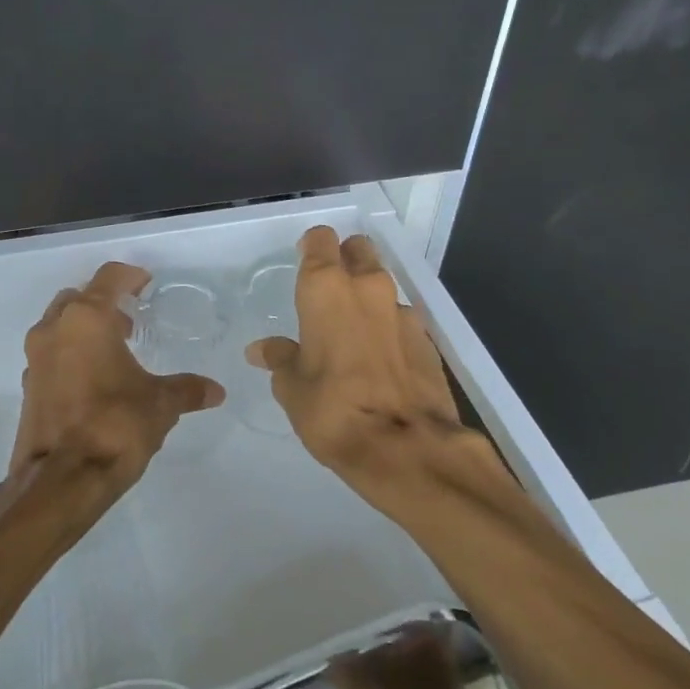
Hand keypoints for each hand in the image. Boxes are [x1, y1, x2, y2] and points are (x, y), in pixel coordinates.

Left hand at [13, 261, 224, 527]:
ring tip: (115, 352)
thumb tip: (216, 391)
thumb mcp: (160, 405)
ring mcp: (35, 358)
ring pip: (59, 325)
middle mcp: (54, 329)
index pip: (108, 278)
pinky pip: (51, 356)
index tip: (146, 284)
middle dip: (103, 303)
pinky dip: (70, 356)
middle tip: (130, 321)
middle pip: (78, 298)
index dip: (130, 276)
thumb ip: (187, 390)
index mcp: (86, 319)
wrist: (61, 481)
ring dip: (84, 330)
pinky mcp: (27, 387)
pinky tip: (93, 381)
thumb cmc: (115, 426)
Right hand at [245, 227, 473, 511]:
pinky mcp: (428, 340)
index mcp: (326, 289)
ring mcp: (403, 312)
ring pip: (382, 285)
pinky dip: (388, 329)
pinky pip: (401, 319)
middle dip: (344, 260)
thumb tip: (262, 350)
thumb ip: (280, 359)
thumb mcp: (292, 388)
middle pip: (358, 250)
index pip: (320, 240)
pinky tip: (379, 360)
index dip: (311, 247)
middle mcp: (367, 288)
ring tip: (352, 333)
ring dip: (367, 298)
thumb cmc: (333, 410)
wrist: (407, 448)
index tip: (302, 263)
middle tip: (328, 292)